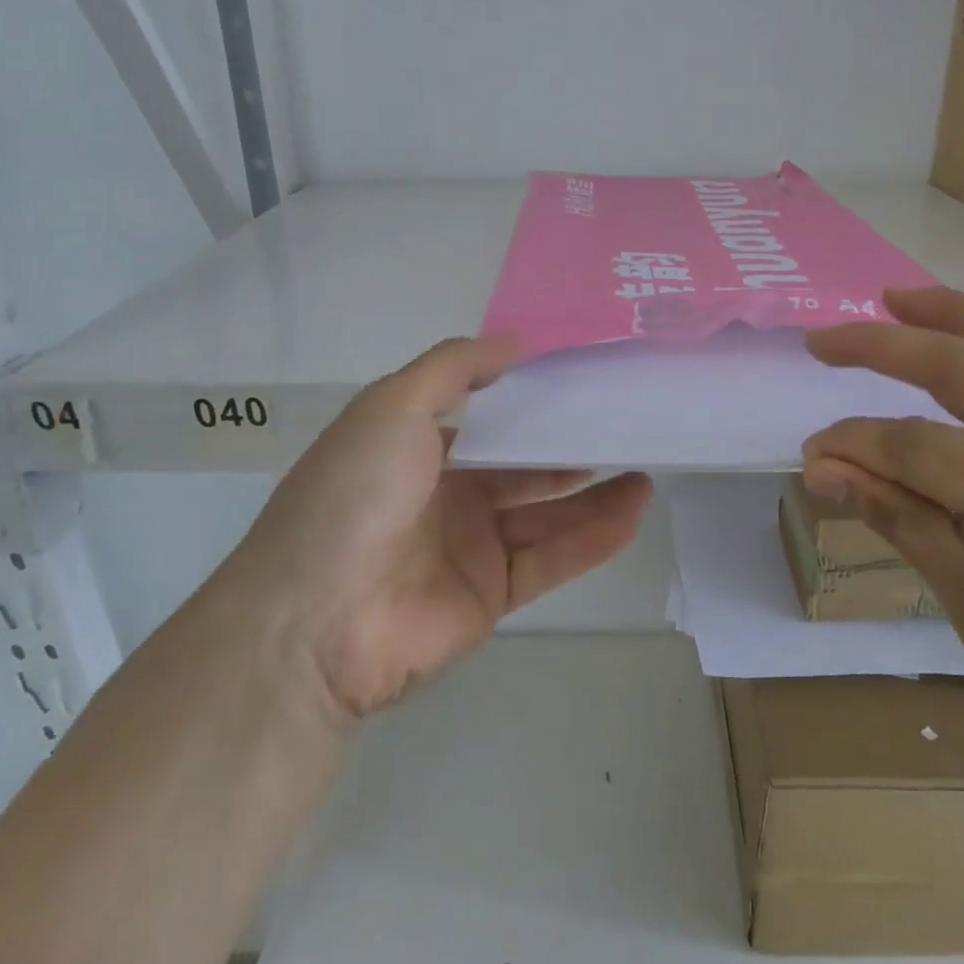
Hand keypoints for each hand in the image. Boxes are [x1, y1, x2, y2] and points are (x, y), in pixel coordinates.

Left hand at [225, 337, 652, 721]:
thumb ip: (453, 367)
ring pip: (546, 513)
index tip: (583, 381)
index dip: (531, 402)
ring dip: (595, 493)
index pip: (486, 420)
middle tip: (625, 425)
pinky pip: (551, 558)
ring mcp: (471, 547)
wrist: (315, 620)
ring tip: (647, 467)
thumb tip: (515, 342)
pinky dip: (593, 537)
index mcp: (416, 449)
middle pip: (522, 467)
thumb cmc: (353, 495)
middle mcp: (446, 495)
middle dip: (570, 447)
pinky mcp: (492, 594)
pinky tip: (634, 509)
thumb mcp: (392, 407)